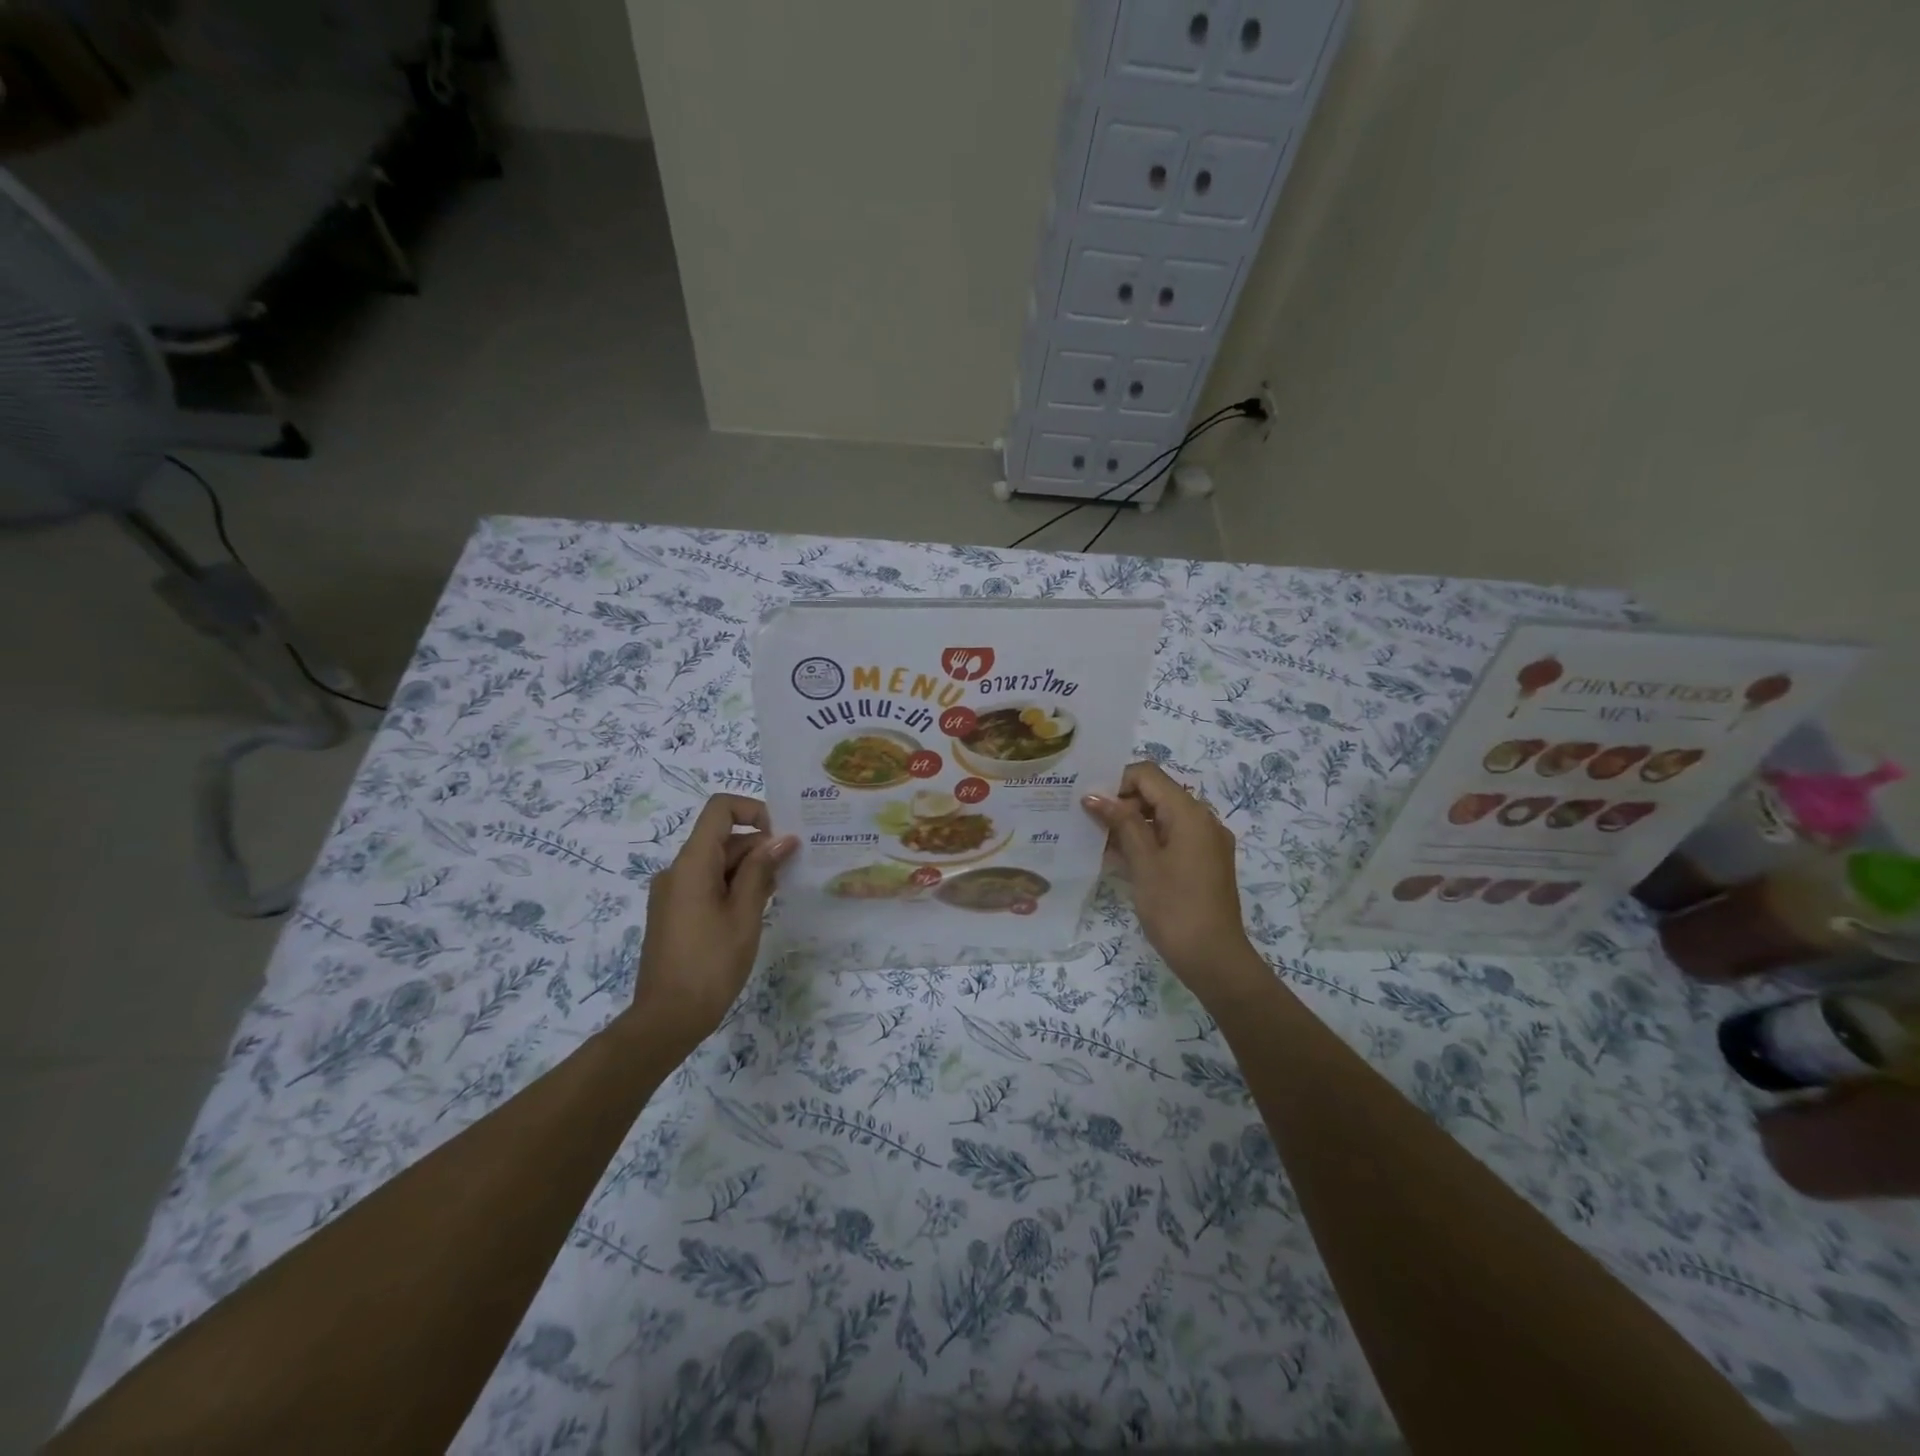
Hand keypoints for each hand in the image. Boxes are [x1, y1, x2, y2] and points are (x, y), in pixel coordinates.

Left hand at [629, 794, 795, 1050]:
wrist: (667, 1019)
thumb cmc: (711, 964)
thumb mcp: (745, 914)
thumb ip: (762, 871)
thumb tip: (782, 839)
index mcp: (692, 864)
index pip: (720, 809)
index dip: (753, 810)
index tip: (780, 836)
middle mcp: (677, 870)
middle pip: (722, 838)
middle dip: (759, 846)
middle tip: (792, 870)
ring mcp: (673, 893)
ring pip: (717, 863)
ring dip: (749, 869)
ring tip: (779, 892)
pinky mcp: (675, 913)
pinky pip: (707, 884)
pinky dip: (733, 887)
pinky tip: (757, 909)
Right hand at [1084, 763, 1259, 999]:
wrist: (1214, 959)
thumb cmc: (1175, 907)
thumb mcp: (1143, 863)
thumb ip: (1121, 823)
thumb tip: (1094, 796)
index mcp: (1190, 813)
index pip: (1148, 774)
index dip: (1117, 782)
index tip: (1091, 805)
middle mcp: (1203, 819)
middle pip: (1156, 794)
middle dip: (1122, 804)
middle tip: (1089, 825)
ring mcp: (1206, 842)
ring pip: (1162, 817)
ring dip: (1131, 825)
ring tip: (1099, 843)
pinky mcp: (1204, 862)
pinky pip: (1172, 838)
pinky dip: (1147, 842)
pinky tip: (1121, 859)